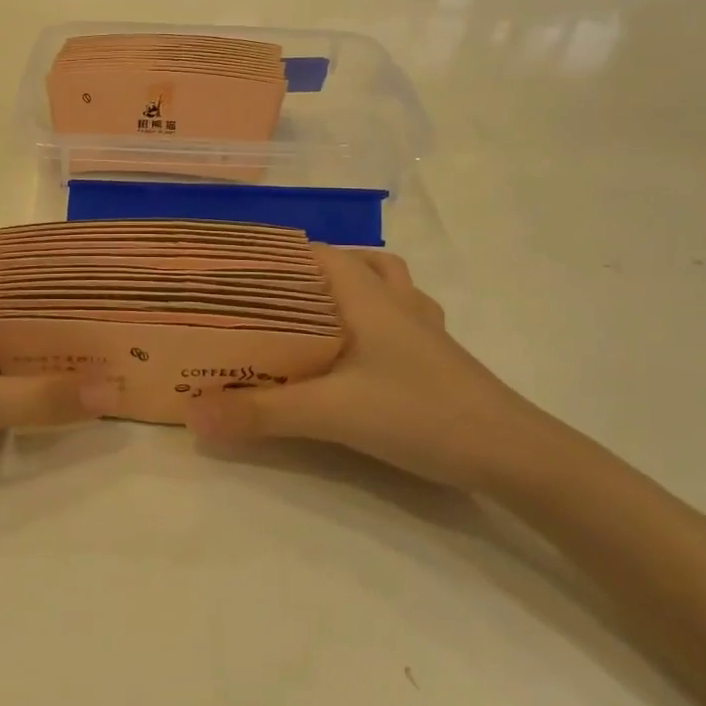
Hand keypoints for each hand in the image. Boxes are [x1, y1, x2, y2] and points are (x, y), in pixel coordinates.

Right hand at [186, 247, 553, 490]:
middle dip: (309, 271)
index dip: (278, 254)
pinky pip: (402, 316)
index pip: (317, 253)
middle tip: (268, 298)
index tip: (239, 269)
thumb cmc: (419, 413)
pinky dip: (377, 317)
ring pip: (383, 285)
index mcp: (367, 296)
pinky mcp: (437, 355)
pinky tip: (362, 349)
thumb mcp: (331, 414)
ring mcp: (422, 327)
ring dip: (350, 288)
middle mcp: (396, 301)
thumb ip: (261, 414)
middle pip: (351, 263)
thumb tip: (193, 416)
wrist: (511, 453)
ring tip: (315, 313)